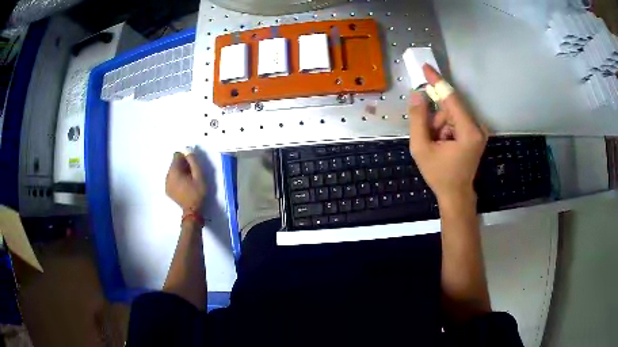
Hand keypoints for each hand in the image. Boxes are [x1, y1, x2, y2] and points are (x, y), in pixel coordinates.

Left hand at [165, 152, 206, 212]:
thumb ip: (193, 162)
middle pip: (174, 163)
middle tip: (191, 174)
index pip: (177, 155)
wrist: (192, 211)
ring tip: (188, 181)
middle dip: (182, 165)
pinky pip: (171, 179)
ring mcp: (166, 183)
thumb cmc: (197, 192)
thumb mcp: (199, 176)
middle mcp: (168, 175)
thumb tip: (188, 150)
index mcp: (174, 171)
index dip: (185, 158)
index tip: (192, 165)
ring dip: (180, 172)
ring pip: (173, 171)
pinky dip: (177, 179)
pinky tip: (184, 186)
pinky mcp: (167, 190)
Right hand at [408, 65, 487, 202]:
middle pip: (450, 108)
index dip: (437, 81)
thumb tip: (417, 95)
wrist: (456, 194)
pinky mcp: (476, 133)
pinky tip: (444, 144)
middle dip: (436, 119)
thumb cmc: (439, 175)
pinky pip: (456, 121)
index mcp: (468, 131)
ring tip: (437, 145)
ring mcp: (479, 130)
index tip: (426, 67)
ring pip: (452, 114)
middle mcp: (478, 127)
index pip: (451, 98)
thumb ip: (418, 119)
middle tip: (430, 137)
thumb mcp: (421, 148)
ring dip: (440, 125)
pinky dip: (446, 129)